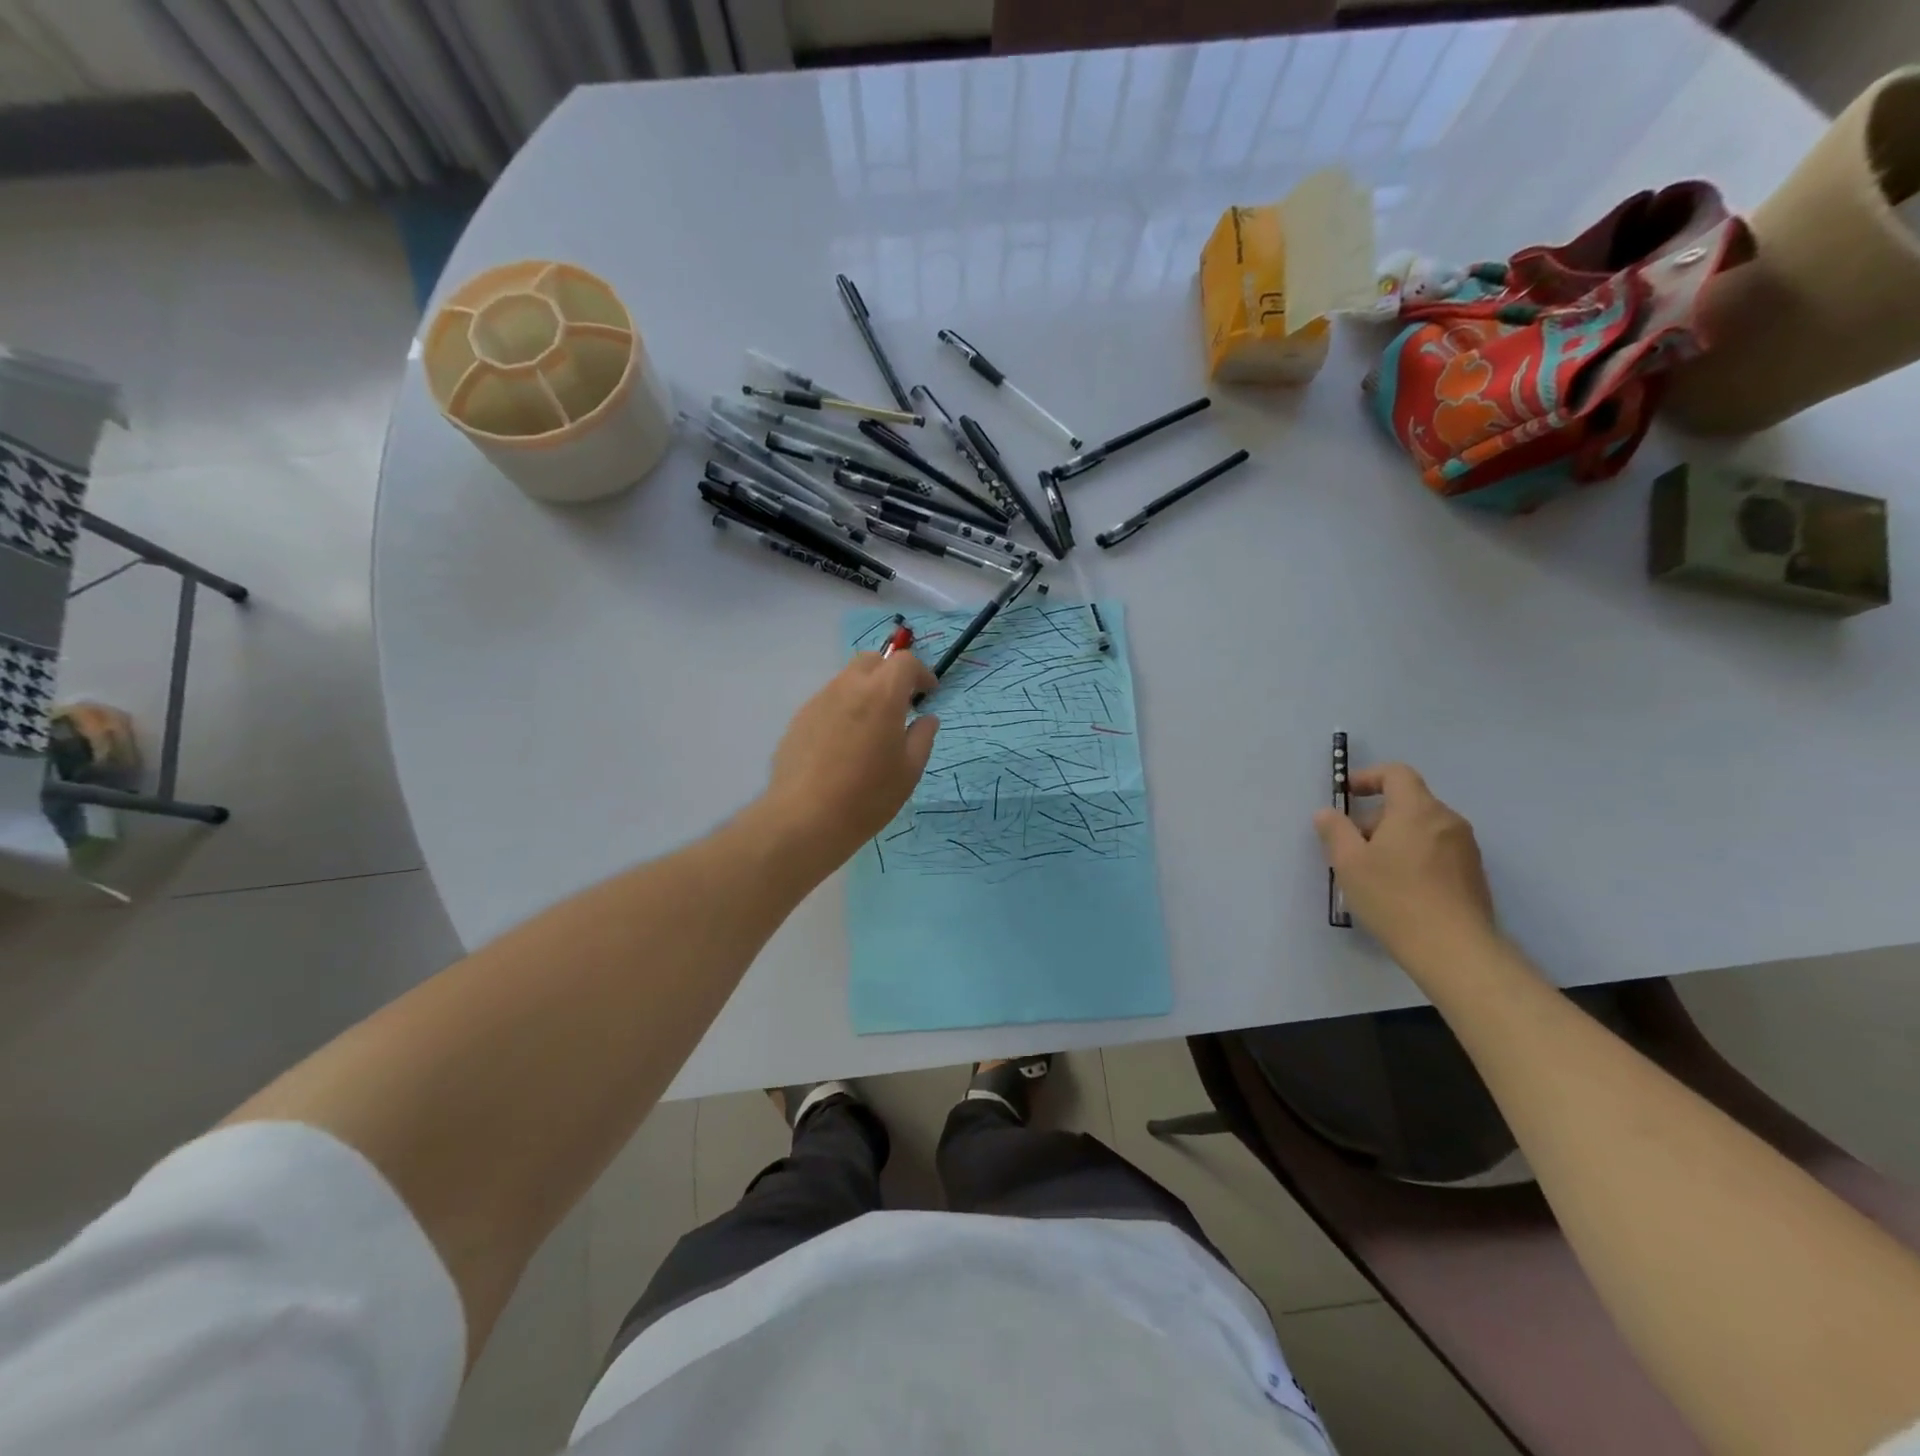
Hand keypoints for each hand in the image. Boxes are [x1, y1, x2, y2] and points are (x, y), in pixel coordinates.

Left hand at [764, 652, 939, 865]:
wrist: (805, 819)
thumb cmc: (868, 796)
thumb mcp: (909, 770)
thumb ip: (922, 737)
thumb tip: (926, 718)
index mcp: (882, 694)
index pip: (904, 662)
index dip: (920, 672)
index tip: (928, 693)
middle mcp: (848, 687)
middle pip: (872, 661)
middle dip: (890, 673)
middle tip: (901, 702)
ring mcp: (819, 701)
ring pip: (847, 680)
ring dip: (865, 690)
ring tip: (872, 726)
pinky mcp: (799, 719)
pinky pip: (828, 702)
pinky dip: (844, 709)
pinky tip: (844, 744)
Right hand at [1314, 763, 1497, 967]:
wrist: (1455, 949)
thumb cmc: (1394, 897)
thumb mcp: (1349, 863)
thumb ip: (1334, 830)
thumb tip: (1327, 812)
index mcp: (1417, 810)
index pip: (1396, 773)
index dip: (1368, 777)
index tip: (1346, 795)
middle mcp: (1447, 820)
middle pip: (1408, 802)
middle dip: (1376, 816)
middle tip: (1351, 844)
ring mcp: (1465, 848)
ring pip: (1422, 828)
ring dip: (1394, 838)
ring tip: (1372, 870)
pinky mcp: (1473, 874)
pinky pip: (1437, 850)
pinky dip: (1414, 855)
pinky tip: (1398, 887)